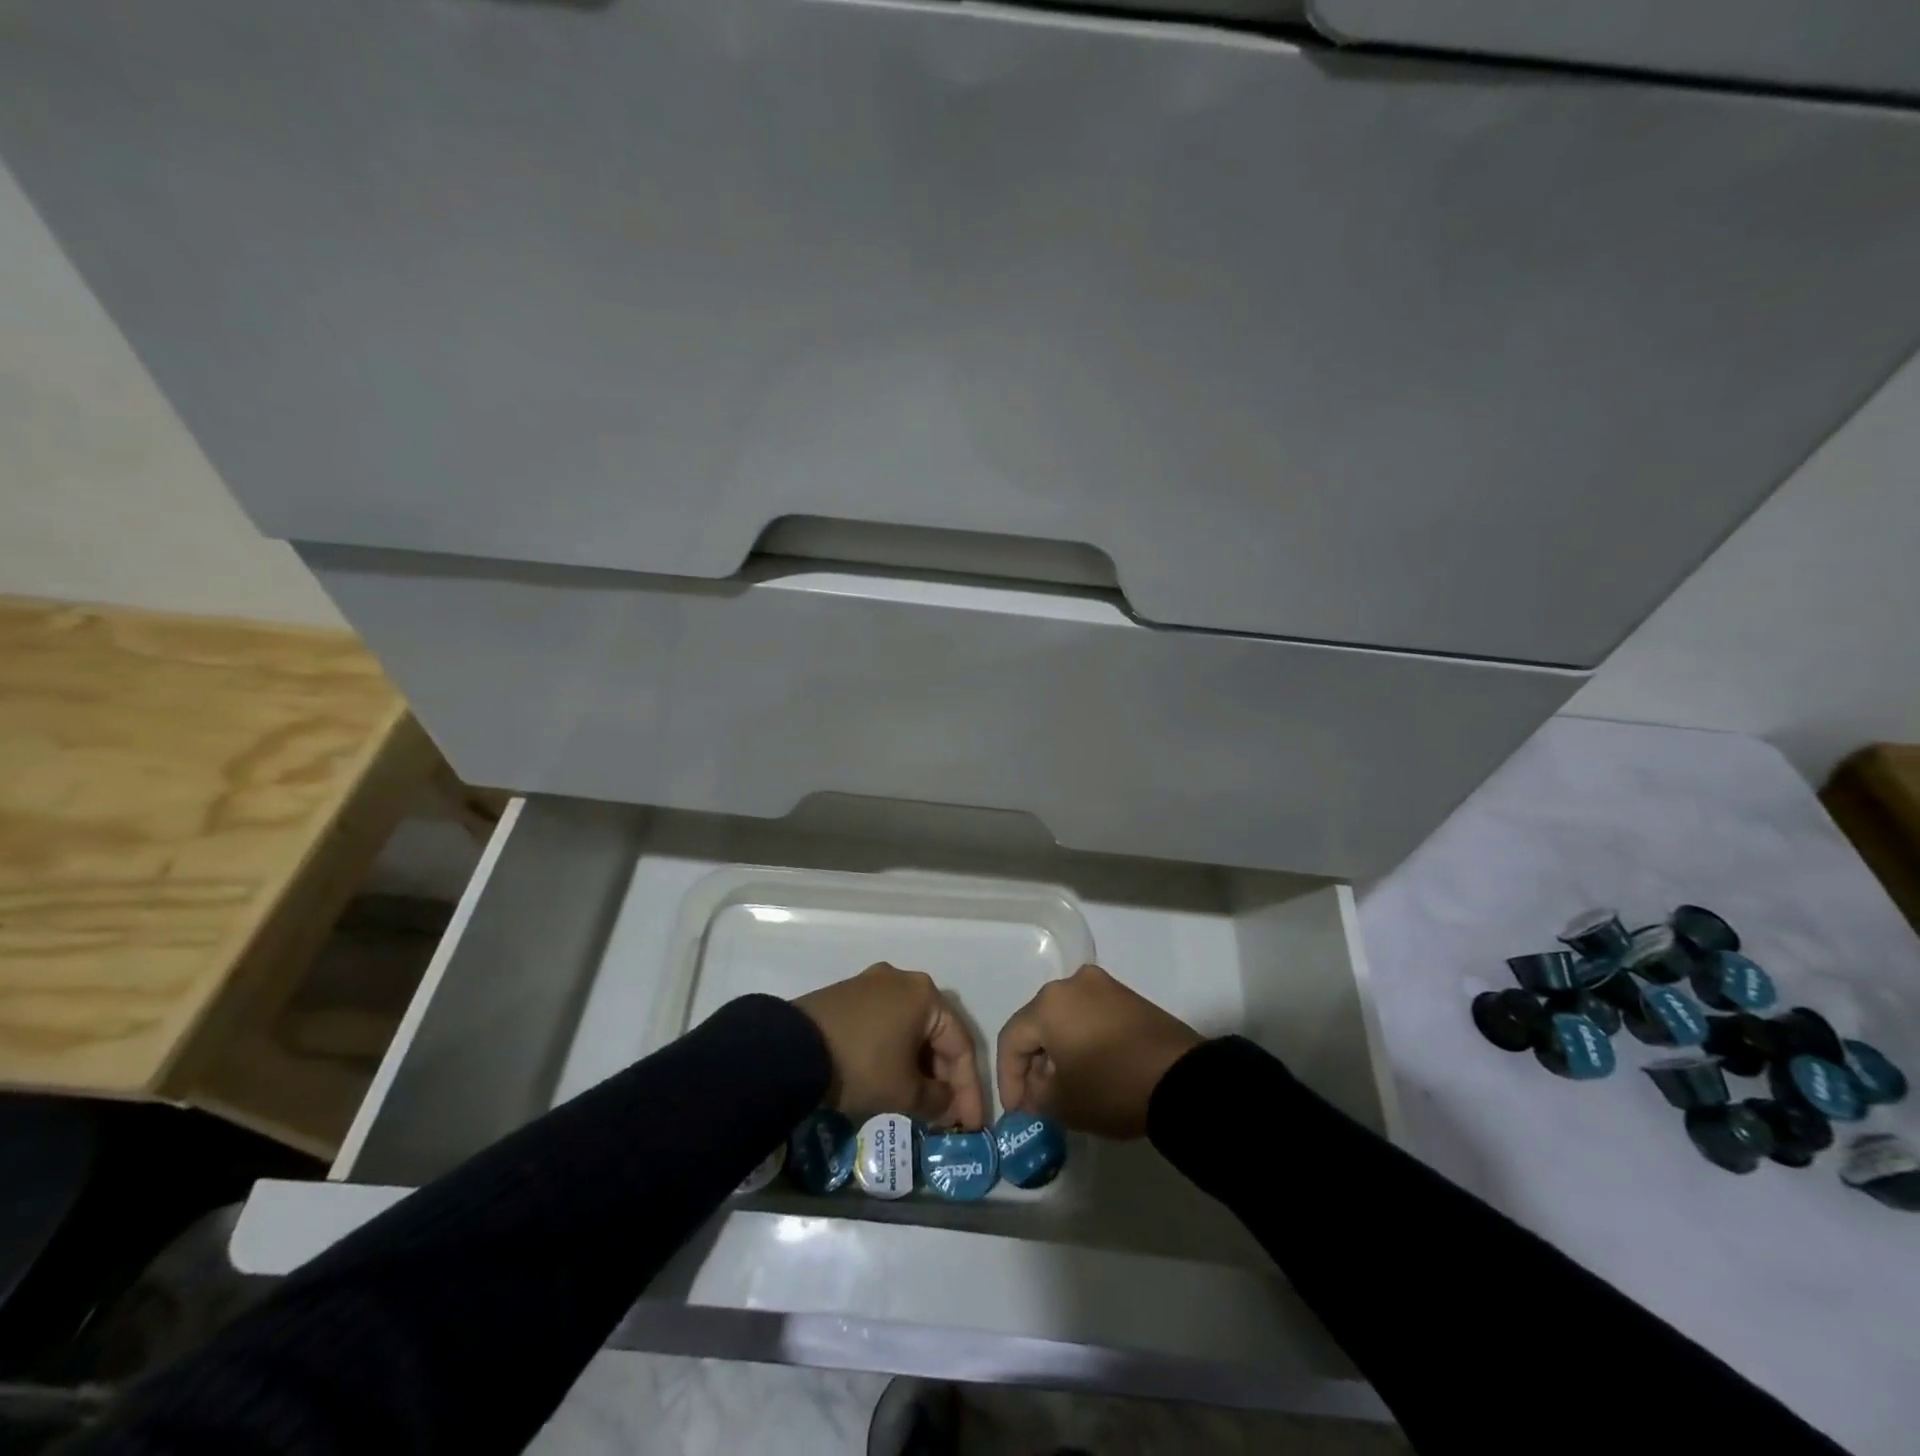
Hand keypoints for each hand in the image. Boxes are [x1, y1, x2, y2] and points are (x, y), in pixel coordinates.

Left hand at [794, 963, 985, 1128]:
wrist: (792, 1050)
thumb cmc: (862, 1065)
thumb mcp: (904, 1092)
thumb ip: (936, 1100)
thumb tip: (947, 1106)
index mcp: (925, 994)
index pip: (960, 1044)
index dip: (969, 1089)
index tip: (972, 1125)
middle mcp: (903, 980)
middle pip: (936, 1033)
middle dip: (944, 1077)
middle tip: (947, 1114)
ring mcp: (872, 984)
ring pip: (910, 1029)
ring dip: (919, 1066)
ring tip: (921, 1102)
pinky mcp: (848, 995)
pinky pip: (885, 1025)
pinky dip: (895, 1053)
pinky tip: (892, 1079)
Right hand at [996, 964, 1201, 1139]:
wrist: (1182, 1079)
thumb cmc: (1112, 1087)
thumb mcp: (1064, 1103)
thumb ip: (1036, 1096)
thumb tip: (1035, 1090)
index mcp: (1049, 1003)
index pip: (1012, 1039)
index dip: (1008, 1078)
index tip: (1016, 1112)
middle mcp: (1072, 984)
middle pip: (1038, 1024)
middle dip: (1033, 1063)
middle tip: (1037, 1099)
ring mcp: (1104, 987)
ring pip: (1065, 1018)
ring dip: (1058, 1051)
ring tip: (1064, 1087)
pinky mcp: (1128, 998)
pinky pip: (1091, 1016)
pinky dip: (1082, 1040)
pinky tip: (1090, 1069)